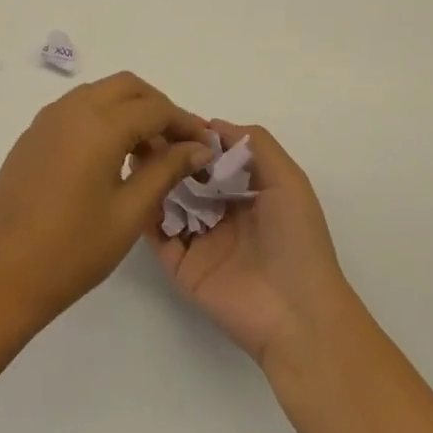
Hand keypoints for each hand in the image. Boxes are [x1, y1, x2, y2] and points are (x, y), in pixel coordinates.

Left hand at [0, 73, 210, 333]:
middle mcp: (71, 109)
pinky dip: (101, 119)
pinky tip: (109, 159)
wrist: (0, 278)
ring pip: (99, 94)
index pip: (155, 108)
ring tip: (146, 155)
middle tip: (177, 143)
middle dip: (157, 107)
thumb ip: (166, 170)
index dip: (185, 123)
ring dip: (128, 111)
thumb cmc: (73, 250)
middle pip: (127, 87)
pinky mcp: (31, 137)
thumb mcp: (130, 212)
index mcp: (99, 124)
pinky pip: (75, 110)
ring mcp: (46, 120)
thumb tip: (198, 147)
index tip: (205, 146)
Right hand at [148, 122, 351, 362]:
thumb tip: (212, 124)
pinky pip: (158, 236)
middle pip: (188, 178)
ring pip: (169, 203)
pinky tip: (136, 188)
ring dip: (155, 179)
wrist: (296, 313)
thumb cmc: (297, 240)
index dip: (195, 138)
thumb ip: (255, 145)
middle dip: (170, 155)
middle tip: (145, 135)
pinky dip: (146, 213)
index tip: (170, 119)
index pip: (214, 158)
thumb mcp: (288, 181)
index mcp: (248, 194)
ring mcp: (200, 241)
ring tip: (135, 155)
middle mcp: (222, 214)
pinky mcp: (182, 267)